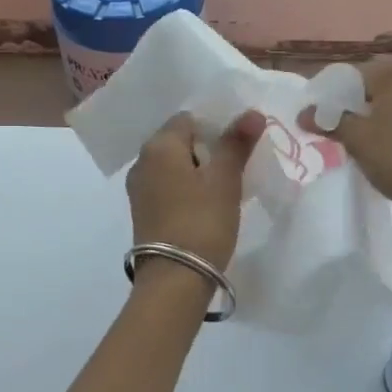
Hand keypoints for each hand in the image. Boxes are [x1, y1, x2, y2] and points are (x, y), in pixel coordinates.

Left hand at [126, 110, 264, 273]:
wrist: (174, 279)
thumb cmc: (202, 221)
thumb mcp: (225, 180)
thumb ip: (237, 143)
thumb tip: (252, 112)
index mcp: (159, 146)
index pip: (189, 119)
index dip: (216, 125)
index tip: (239, 144)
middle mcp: (142, 161)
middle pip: (180, 142)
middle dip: (208, 149)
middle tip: (238, 164)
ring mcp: (139, 189)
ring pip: (174, 166)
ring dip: (199, 171)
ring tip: (227, 186)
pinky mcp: (143, 212)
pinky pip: (168, 187)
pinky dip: (188, 189)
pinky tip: (208, 204)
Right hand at [301, 55, 391, 244]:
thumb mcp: (358, 141)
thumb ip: (329, 121)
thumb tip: (304, 113)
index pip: (349, 76)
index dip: (329, 98)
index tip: (319, 120)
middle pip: (377, 85)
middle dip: (357, 105)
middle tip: (343, 131)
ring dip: (383, 114)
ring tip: (371, 142)